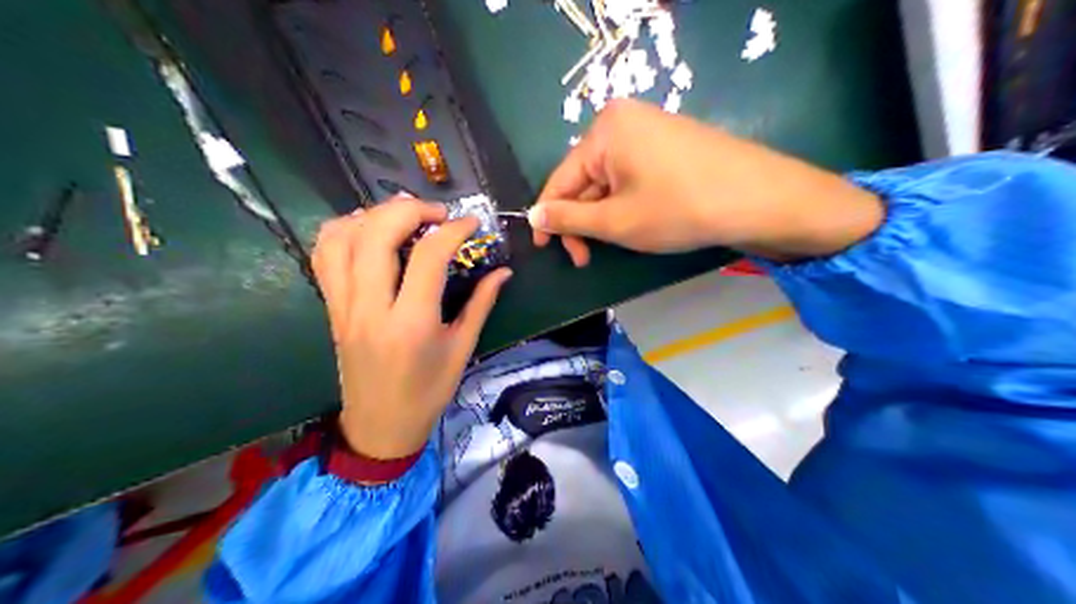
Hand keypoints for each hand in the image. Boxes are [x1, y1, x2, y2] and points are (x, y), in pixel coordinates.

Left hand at [311, 198, 511, 458]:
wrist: (379, 427)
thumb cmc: (427, 393)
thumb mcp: (461, 350)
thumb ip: (481, 304)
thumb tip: (503, 271)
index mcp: (411, 323)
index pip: (429, 256)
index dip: (454, 229)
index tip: (471, 224)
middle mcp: (371, 308)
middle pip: (377, 234)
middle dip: (410, 209)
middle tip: (437, 213)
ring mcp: (344, 307)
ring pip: (342, 238)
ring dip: (373, 214)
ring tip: (402, 216)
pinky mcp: (331, 308)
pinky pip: (324, 256)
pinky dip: (343, 231)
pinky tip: (368, 231)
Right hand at [528, 100, 883, 262]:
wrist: (759, 198)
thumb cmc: (679, 209)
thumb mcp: (616, 221)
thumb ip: (569, 218)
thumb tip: (533, 215)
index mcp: (604, 130)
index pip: (561, 179)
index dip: (549, 217)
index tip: (545, 251)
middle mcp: (623, 120)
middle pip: (586, 179)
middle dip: (583, 220)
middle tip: (586, 259)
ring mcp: (651, 128)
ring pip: (610, 180)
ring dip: (606, 215)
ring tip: (619, 242)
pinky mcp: (671, 142)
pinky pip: (633, 175)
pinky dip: (628, 202)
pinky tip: (640, 222)